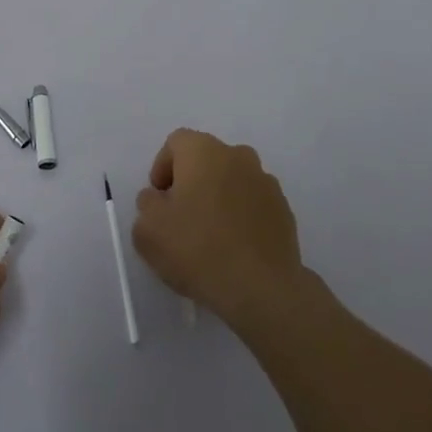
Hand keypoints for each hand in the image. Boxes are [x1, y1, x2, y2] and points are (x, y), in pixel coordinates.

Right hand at [133, 129, 305, 330]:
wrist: (261, 288)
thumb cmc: (197, 249)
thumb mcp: (148, 230)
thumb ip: (147, 204)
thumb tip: (158, 199)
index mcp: (204, 152)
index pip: (176, 142)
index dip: (162, 168)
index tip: (159, 199)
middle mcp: (238, 156)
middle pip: (206, 159)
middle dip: (191, 181)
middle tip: (181, 216)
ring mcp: (266, 182)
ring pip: (232, 180)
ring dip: (218, 197)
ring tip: (210, 235)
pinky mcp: (284, 210)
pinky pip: (253, 203)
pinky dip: (241, 216)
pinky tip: (234, 247)